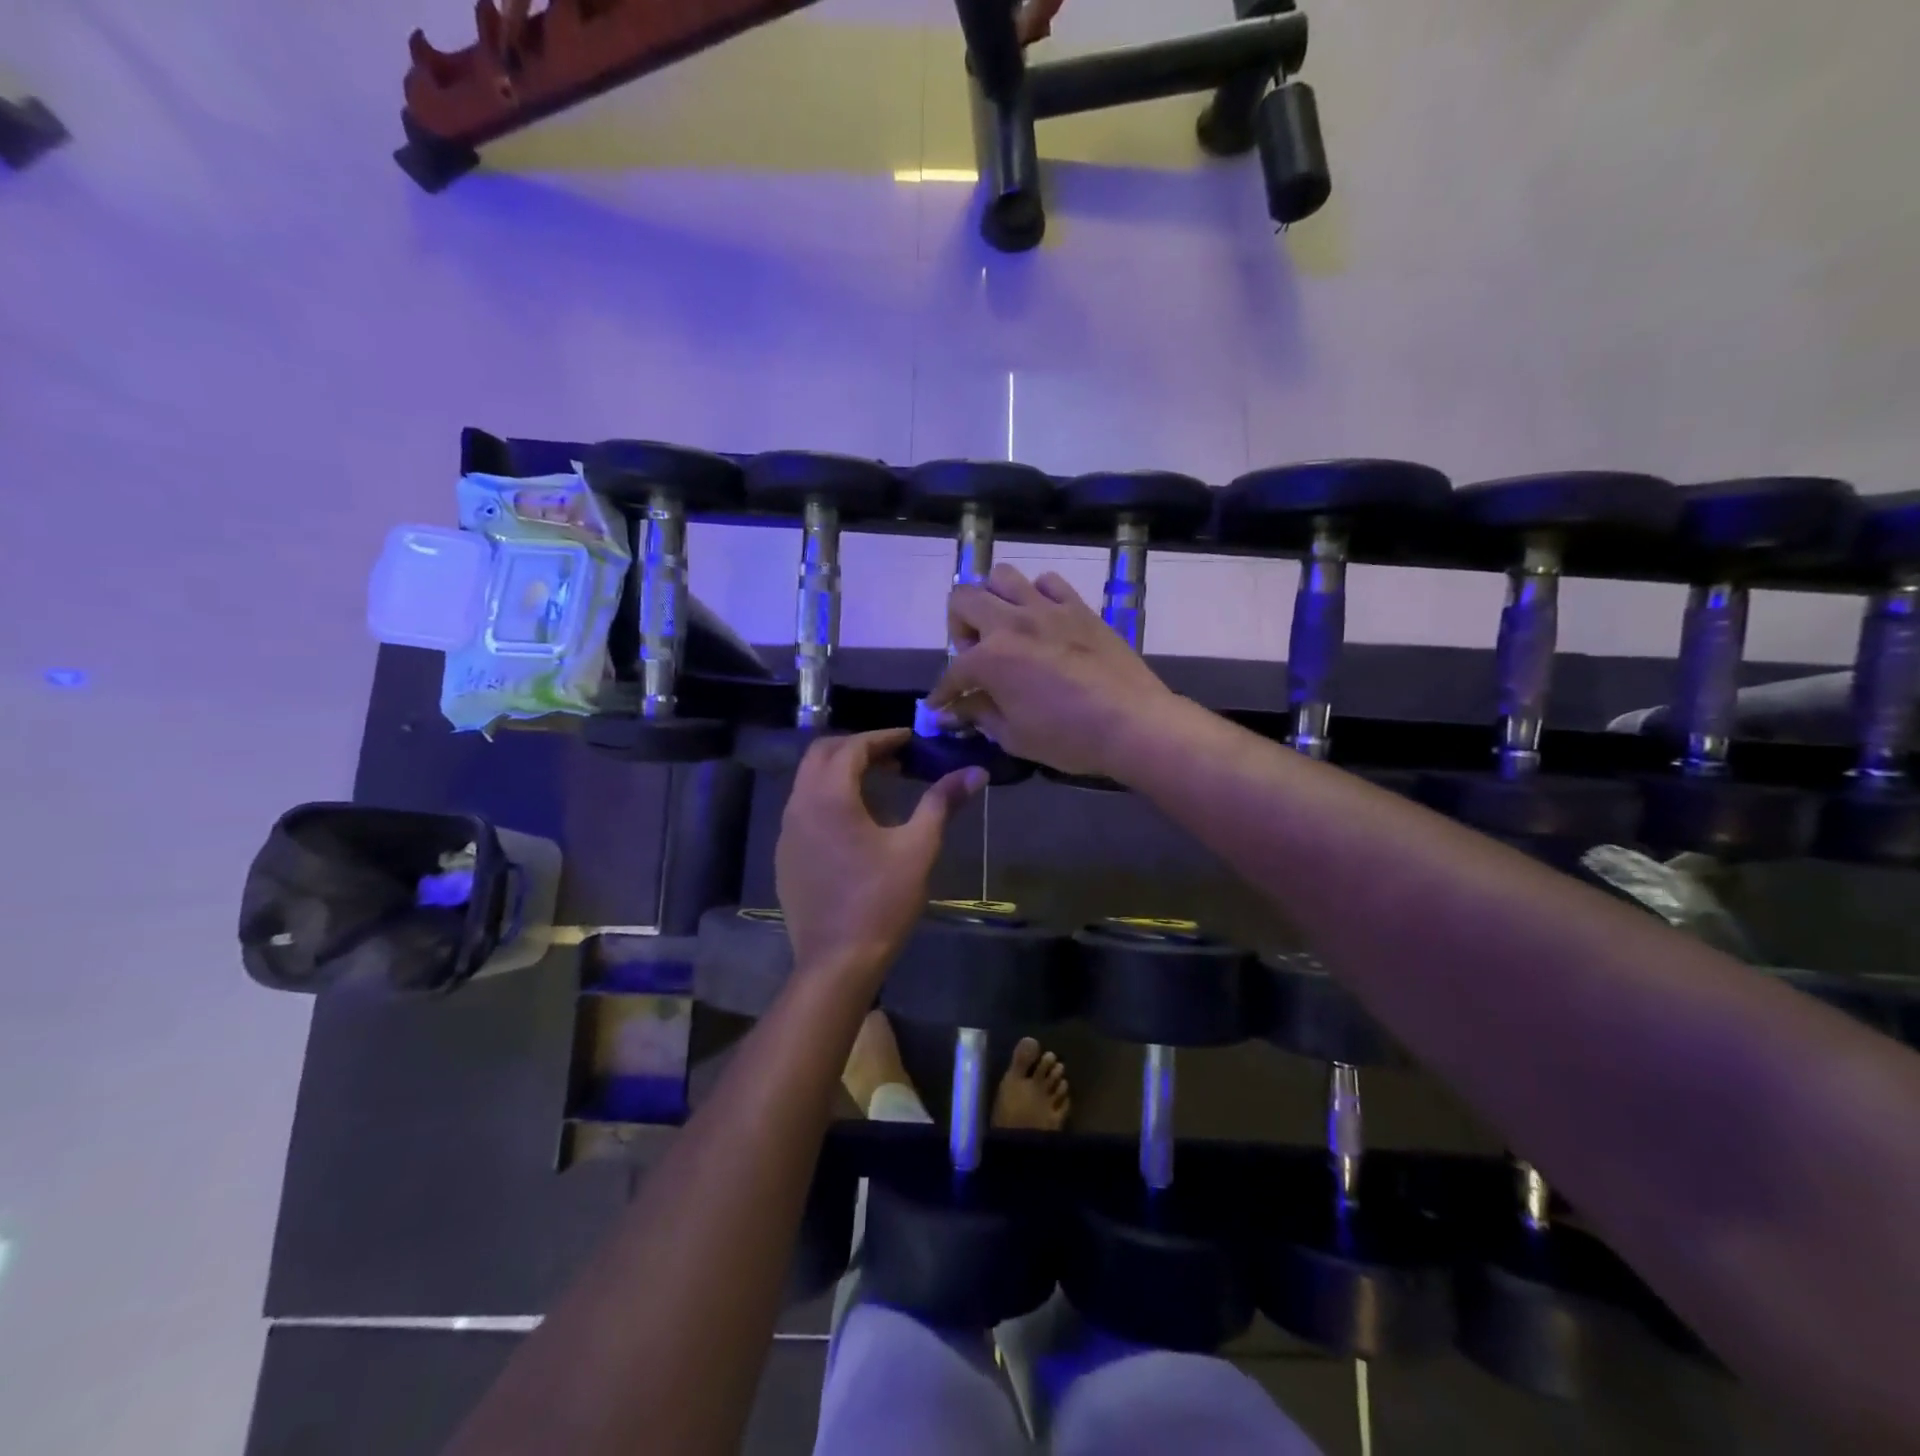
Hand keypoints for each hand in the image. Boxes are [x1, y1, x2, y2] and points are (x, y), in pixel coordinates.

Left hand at [774, 730, 984, 981]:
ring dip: (841, 772)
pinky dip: (828, 798)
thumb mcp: (918, 848)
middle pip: (822, 755)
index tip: (911, 739)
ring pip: (809, 782)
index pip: (852, 747)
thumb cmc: (880, 901)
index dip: (883, 738)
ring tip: (879, 784)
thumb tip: (975, 771)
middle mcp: (799, 806)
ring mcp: (787, 832)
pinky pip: (804, 809)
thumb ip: (942, 802)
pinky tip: (855, 822)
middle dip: (857, 748)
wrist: (836, 962)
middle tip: (894, 757)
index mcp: (829, 797)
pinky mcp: (785, 856)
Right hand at [927, 565, 1178, 779]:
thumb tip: (956, 710)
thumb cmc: (1069, 738)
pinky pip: (1048, 582)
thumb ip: (980, 715)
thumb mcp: (1014, 736)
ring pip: (1003, 577)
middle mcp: (1012, 622)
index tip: (941, 707)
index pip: (953, 672)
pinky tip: (1042, 618)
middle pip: (963, 599)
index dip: (943, 693)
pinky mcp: (1079, 607)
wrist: (1133, 723)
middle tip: (973, 655)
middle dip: (958, 627)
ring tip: (1004, 627)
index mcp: (991, 657)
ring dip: (993, 599)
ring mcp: (1048, 608)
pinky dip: (1037, 594)